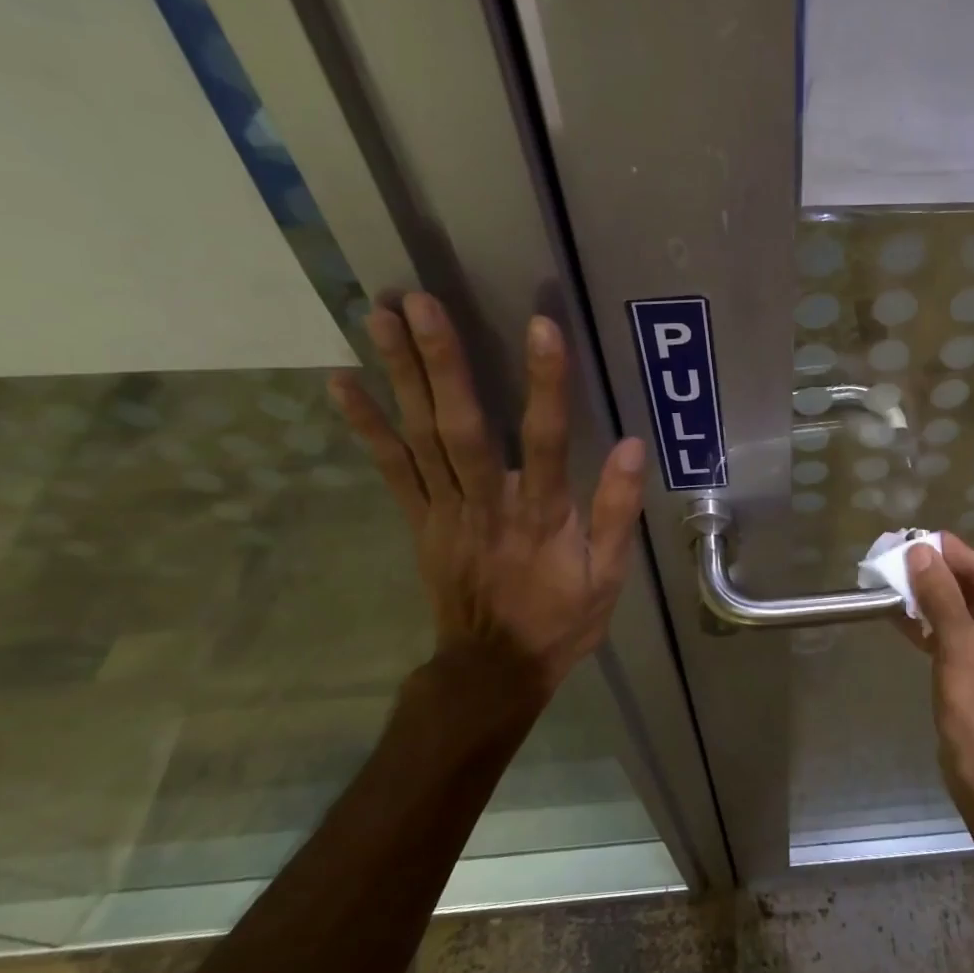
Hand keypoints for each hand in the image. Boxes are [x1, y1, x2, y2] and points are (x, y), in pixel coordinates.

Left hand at [328, 293, 646, 714]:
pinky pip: (391, 469)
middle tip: (418, 301)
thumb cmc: (560, 620)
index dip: (545, 384)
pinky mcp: (419, 521)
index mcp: (541, 516)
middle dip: (441, 363)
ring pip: (420, 437)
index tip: (541, 327)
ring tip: (379, 315)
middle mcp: (487, 504)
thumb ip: (617, 512)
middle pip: (462, 427)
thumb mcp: (608, 577)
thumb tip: (631, 446)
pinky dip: (365, 425)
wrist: (493, 670)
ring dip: (399, 375)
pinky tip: (342, 381)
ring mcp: (445, 511)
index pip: (547, 440)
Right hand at [902, 534, 973, 807]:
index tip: (919, 536)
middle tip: (901, 559)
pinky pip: (968, 643)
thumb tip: (921, 551)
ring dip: (935, 605)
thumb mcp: (958, 642)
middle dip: (939, 580)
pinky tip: (906, 620)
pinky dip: (940, 632)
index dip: (951, 554)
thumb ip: (939, 593)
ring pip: (971, 619)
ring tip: (896, 585)